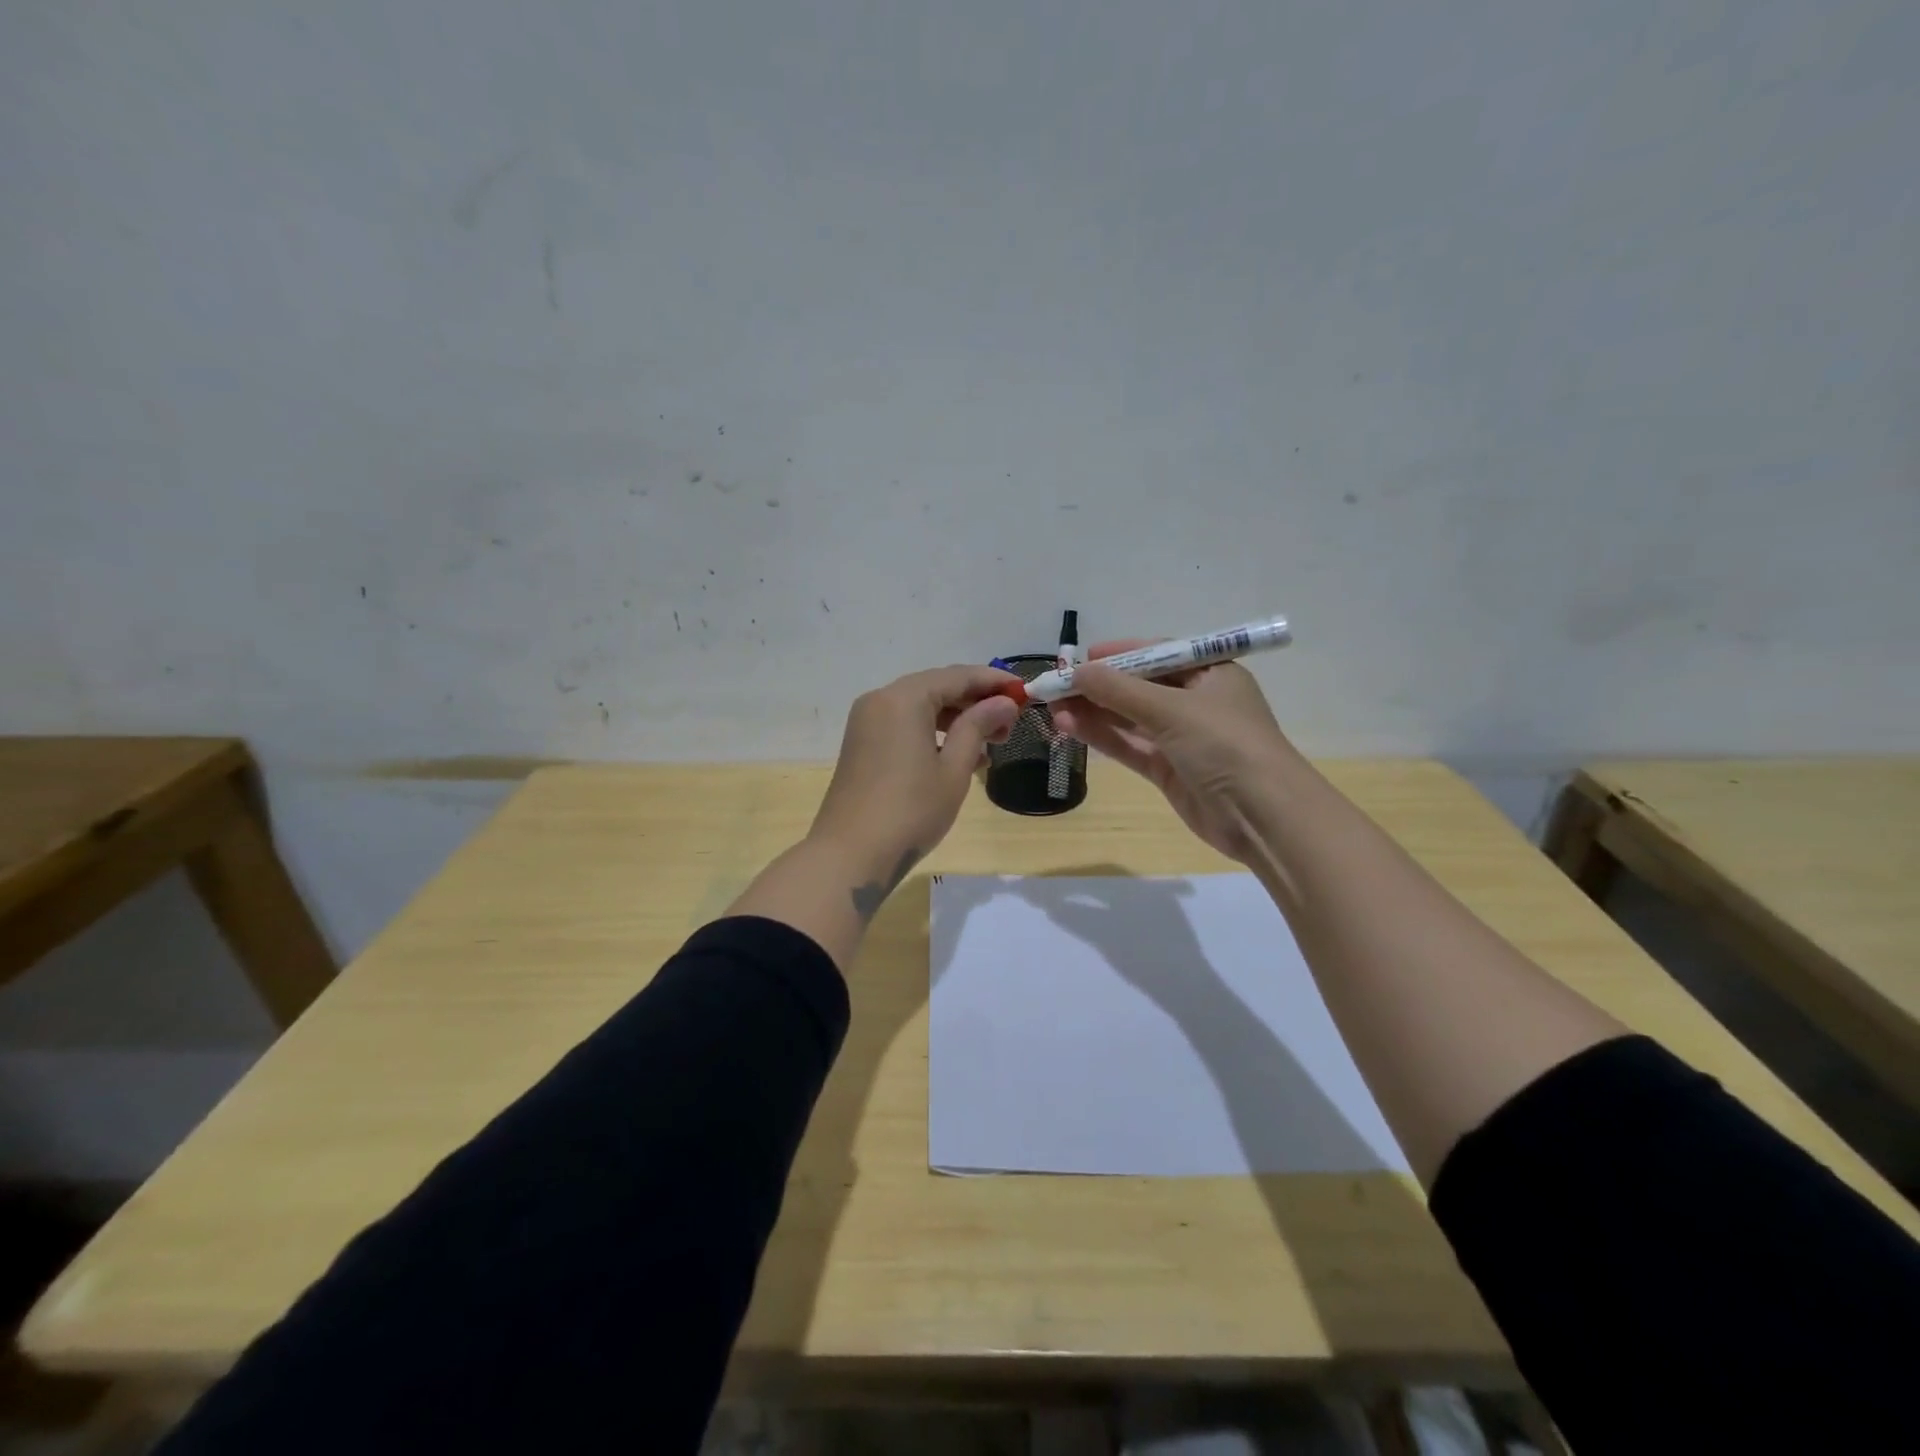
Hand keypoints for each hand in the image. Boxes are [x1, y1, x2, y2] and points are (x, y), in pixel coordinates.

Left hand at [809, 664, 1020, 911]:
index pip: (957, 676)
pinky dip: (932, 732)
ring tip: (992, 743)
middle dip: (975, 702)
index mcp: (904, 698)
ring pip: (920, 707)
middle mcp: (881, 700)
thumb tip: (1004, 702)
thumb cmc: (911, 811)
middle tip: (1010, 723)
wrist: (851, 854)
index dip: (993, 682)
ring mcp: (867, 722)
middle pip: (936, 687)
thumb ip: (978, 727)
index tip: (1024, 691)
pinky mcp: (862, 743)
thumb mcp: (953, 769)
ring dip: (955, 719)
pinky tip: (959, 755)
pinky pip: (904, 725)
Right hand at [1050, 640, 1294, 861]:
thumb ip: (1119, 690)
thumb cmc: (1225, 744)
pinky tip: (1070, 728)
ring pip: (1129, 719)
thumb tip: (1075, 672)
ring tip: (1053, 709)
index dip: (1119, 655)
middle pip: (1138, 687)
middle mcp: (1196, 702)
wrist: (1262, 816)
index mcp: (1210, 673)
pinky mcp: (1169, 770)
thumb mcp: (1171, 708)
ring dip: (1094, 712)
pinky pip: (1130, 746)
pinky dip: (1103, 737)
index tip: (1081, 658)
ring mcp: (1181, 739)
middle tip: (1056, 687)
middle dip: (1098, 687)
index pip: (1158, 654)